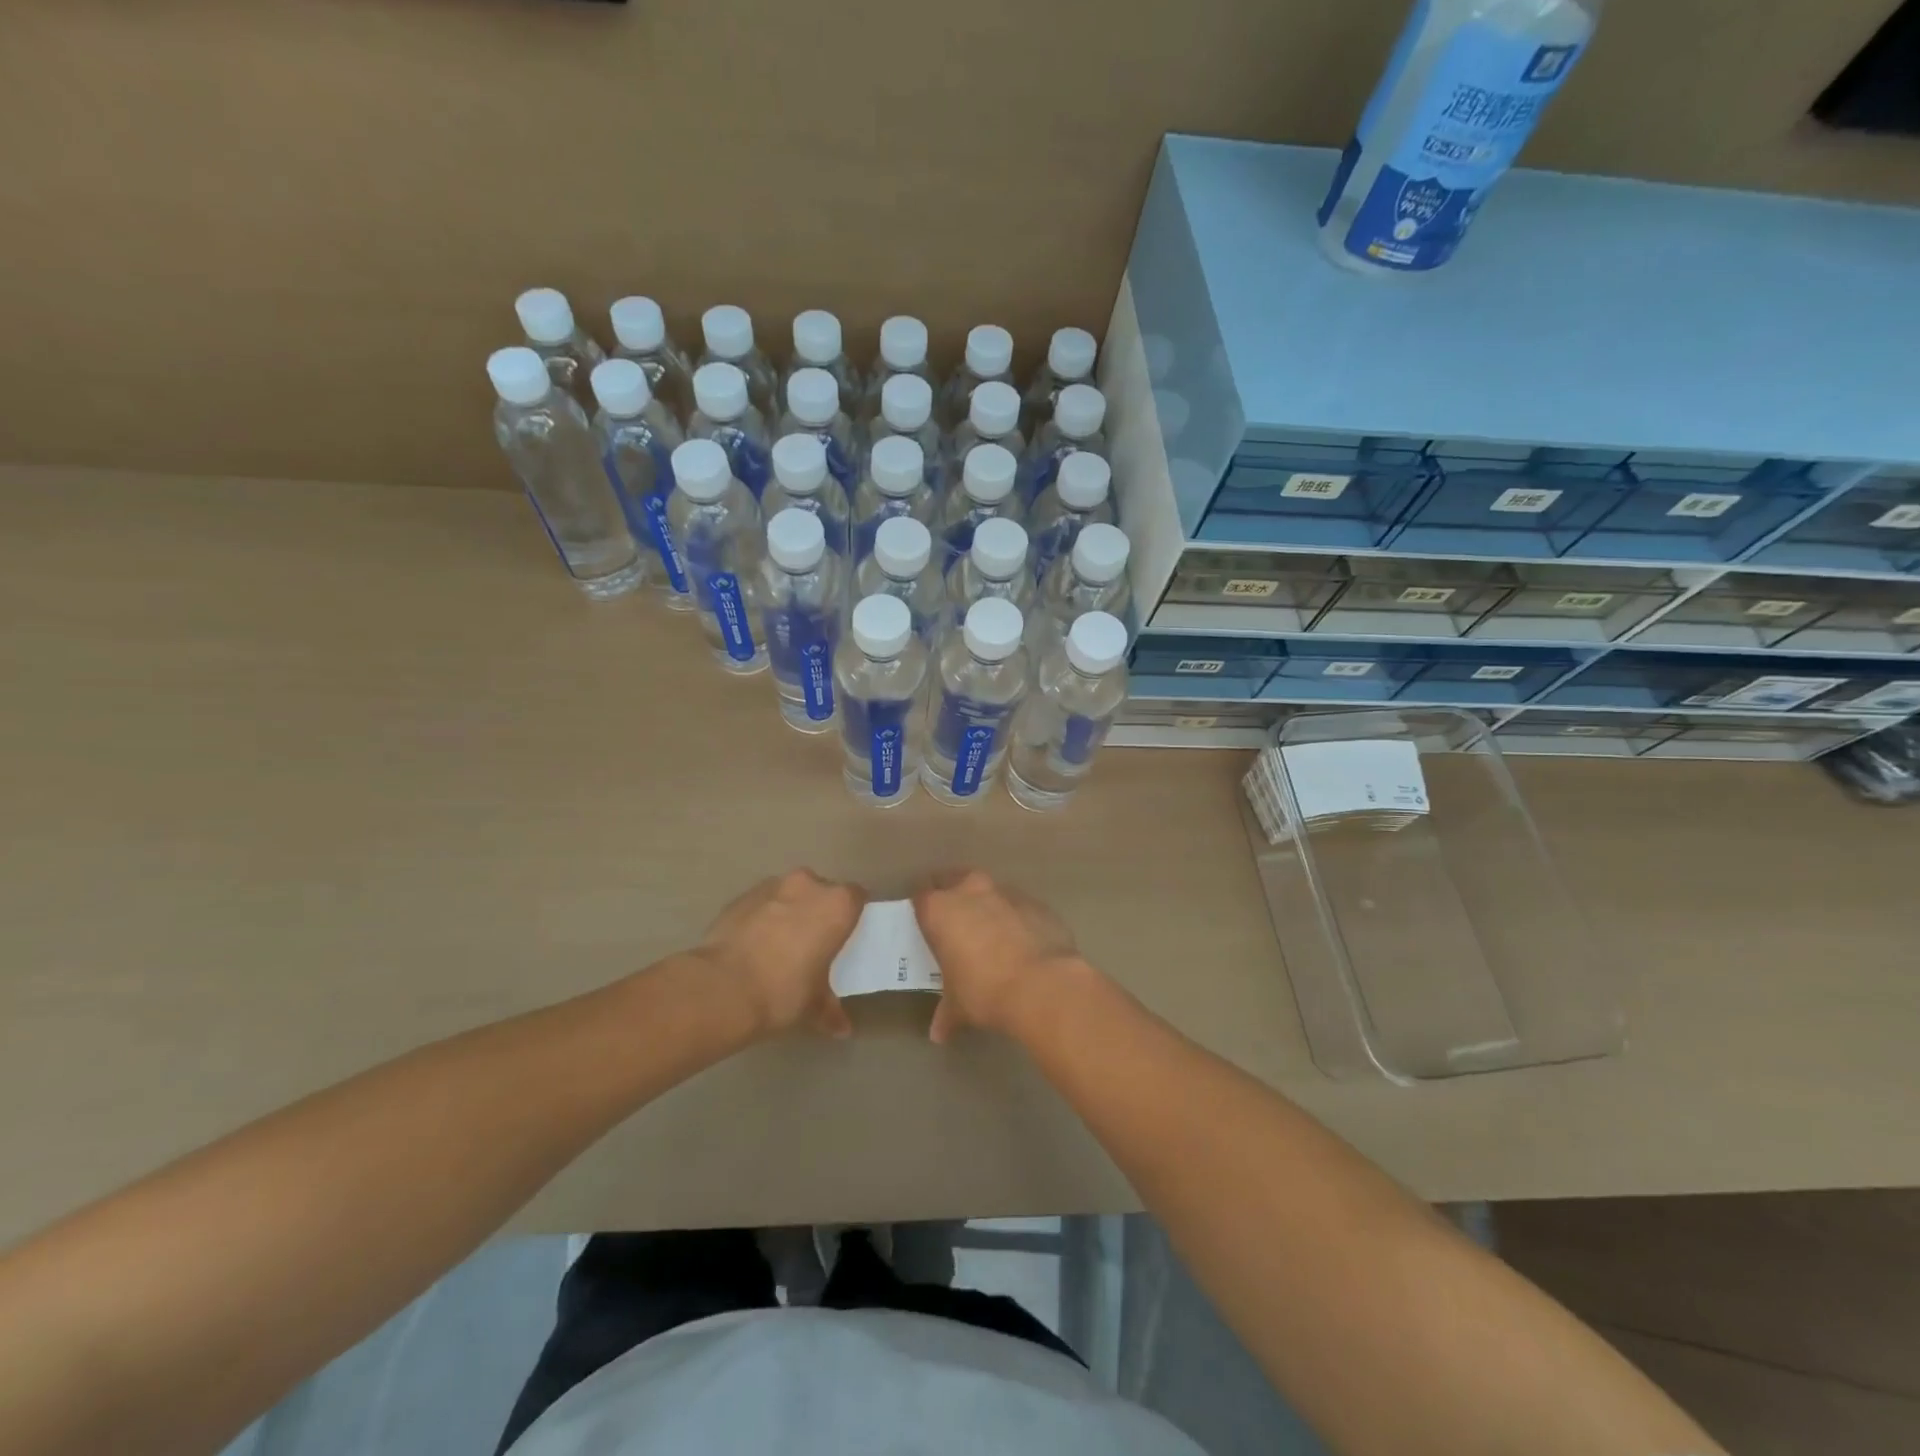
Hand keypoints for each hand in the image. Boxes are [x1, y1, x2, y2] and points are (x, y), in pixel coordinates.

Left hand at [695, 870, 864, 1038]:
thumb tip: (842, 1029)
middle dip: (819, 910)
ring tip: (780, 943)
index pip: (857, 897)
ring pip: (789, 893)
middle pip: (822, 890)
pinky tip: (753, 945)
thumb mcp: (814, 1006)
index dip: (852, 914)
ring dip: (789, 910)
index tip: (846, 935)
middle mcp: (808, 885)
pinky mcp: (741, 897)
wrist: (722, 987)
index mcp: (837, 905)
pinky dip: (762, 917)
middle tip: (814, 941)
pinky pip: (761, 903)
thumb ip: (831, 1010)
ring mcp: (771, 886)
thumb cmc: (784, 991)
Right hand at [912, 869, 1086, 1043]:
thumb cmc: (985, 992)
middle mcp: (971, 891)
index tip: (925, 923)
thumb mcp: (959, 1007)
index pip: (921, 896)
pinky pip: (1020, 907)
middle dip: (954, 896)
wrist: (1044, 985)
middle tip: (956, 922)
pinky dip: (1017, 919)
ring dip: (988, 906)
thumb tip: (939, 1034)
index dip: (922, 909)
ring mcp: (1007, 893)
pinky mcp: (1037, 903)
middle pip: (954, 879)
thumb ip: (946, 1014)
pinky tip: (1023, 944)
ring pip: (990, 891)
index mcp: (940, 910)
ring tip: (991, 934)